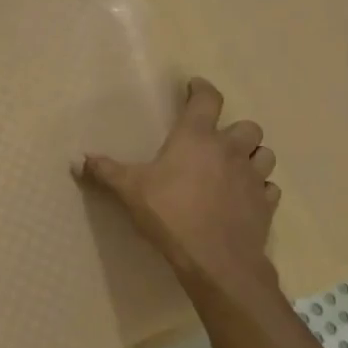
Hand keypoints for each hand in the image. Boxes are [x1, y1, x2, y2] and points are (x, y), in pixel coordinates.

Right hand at [74, 76, 281, 311]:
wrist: (215, 260)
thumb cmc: (170, 214)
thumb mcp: (130, 190)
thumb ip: (105, 171)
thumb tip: (77, 160)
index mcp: (196, 137)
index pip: (207, 99)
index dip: (202, 89)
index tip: (195, 87)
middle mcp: (230, 150)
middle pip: (247, 126)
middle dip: (235, 130)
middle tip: (217, 141)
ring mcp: (253, 177)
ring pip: (264, 154)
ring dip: (253, 156)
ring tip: (236, 167)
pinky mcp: (266, 205)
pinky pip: (269, 189)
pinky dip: (260, 189)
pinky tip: (246, 198)